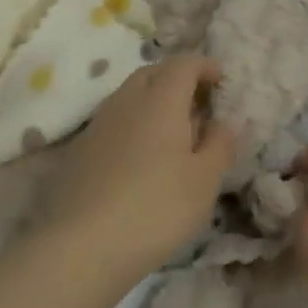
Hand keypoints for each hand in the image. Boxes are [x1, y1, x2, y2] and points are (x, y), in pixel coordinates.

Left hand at [35, 55, 236, 289]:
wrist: (82, 244)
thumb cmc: (155, 208)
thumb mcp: (203, 182)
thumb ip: (220, 145)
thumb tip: (226, 122)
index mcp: (160, 99)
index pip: (184, 64)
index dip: (205, 66)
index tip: (221, 80)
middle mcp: (127, 99)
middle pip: (154, 72)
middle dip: (178, 79)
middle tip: (199, 104)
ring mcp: (99, 122)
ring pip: (131, 94)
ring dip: (154, 100)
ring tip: (173, 131)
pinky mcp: (81, 147)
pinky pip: (114, 120)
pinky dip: (134, 123)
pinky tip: (141, 156)